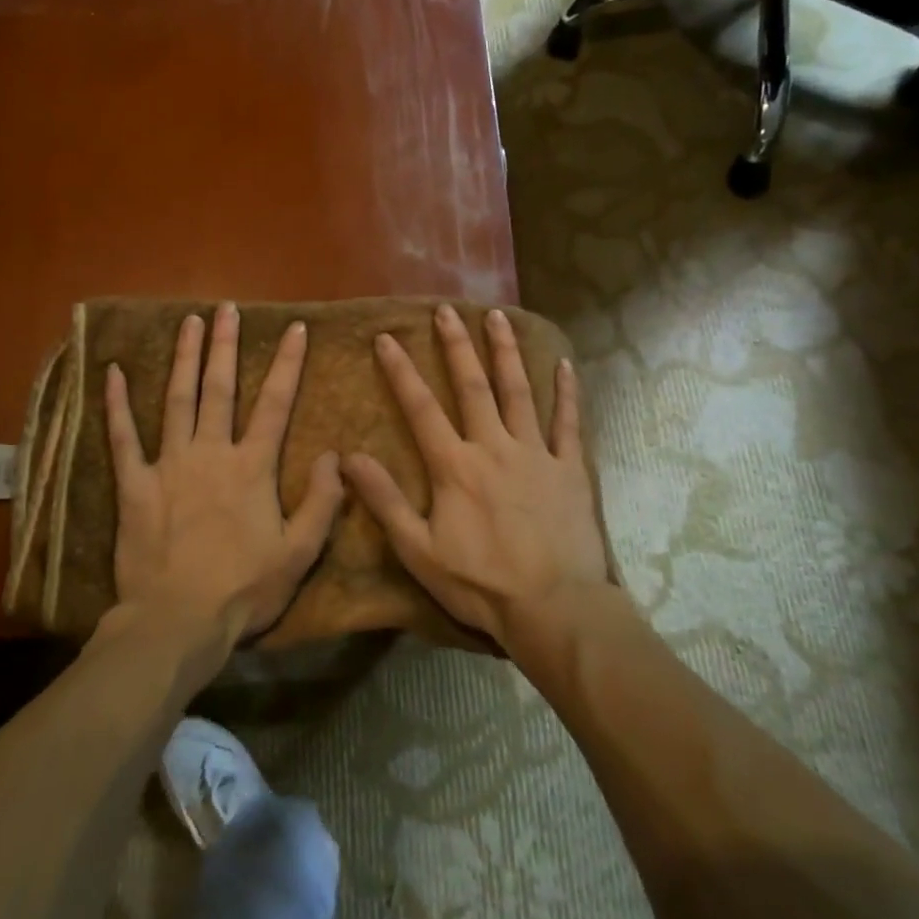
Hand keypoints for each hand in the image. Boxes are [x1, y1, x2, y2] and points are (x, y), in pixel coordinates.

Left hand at [105, 304, 344, 643]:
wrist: (177, 621)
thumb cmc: (243, 589)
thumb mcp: (299, 552)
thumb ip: (322, 502)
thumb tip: (335, 455)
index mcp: (251, 467)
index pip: (275, 404)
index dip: (287, 364)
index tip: (294, 328)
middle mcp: (210, 453)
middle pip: (220, 388)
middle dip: (225, 345)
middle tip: (227, 308)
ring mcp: (168, 465)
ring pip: (177, 400)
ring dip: (184, 358)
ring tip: (188, 322)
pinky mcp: (134, 485)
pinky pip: (124, 438)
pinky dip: (117, 405)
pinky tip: (113, 372)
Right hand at [341, 304, 608, 646]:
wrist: (553, 608)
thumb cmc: (480, 583)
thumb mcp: (418, 550)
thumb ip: (384, 500)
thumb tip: (348, 458)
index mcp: (455, 466)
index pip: (421, 408)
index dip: (401, 371)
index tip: (387, 337)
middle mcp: (494, 447)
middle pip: (473, 386)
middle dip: (456, 345)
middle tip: (446, 310)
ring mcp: (536, 454)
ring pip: (519, 392)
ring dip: (506, 352)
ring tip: (498, 315)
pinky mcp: (569, 469)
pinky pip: (568, 423)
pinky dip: (567, 392)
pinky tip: (565, 363)